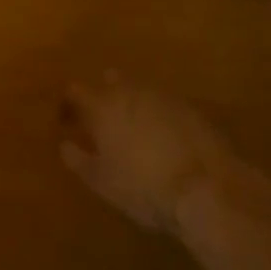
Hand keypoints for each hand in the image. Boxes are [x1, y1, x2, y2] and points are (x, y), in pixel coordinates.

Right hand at [59, 74, 242, 234]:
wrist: (206, 188)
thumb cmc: (145, 187)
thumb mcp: (103, 182)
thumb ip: (79, 160)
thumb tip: (64, 144)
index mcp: (102, 105)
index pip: (75, 91)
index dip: (68, 104)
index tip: (67, 120)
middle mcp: (129, 91)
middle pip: (111, 81)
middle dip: (105, 96)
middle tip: (105, 121)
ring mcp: (162, 97)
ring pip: (141, 90)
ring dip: (134, 104)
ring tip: (137, 129)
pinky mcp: (191, 108)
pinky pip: (167, 105)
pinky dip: (161, 116)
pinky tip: (167, 138)